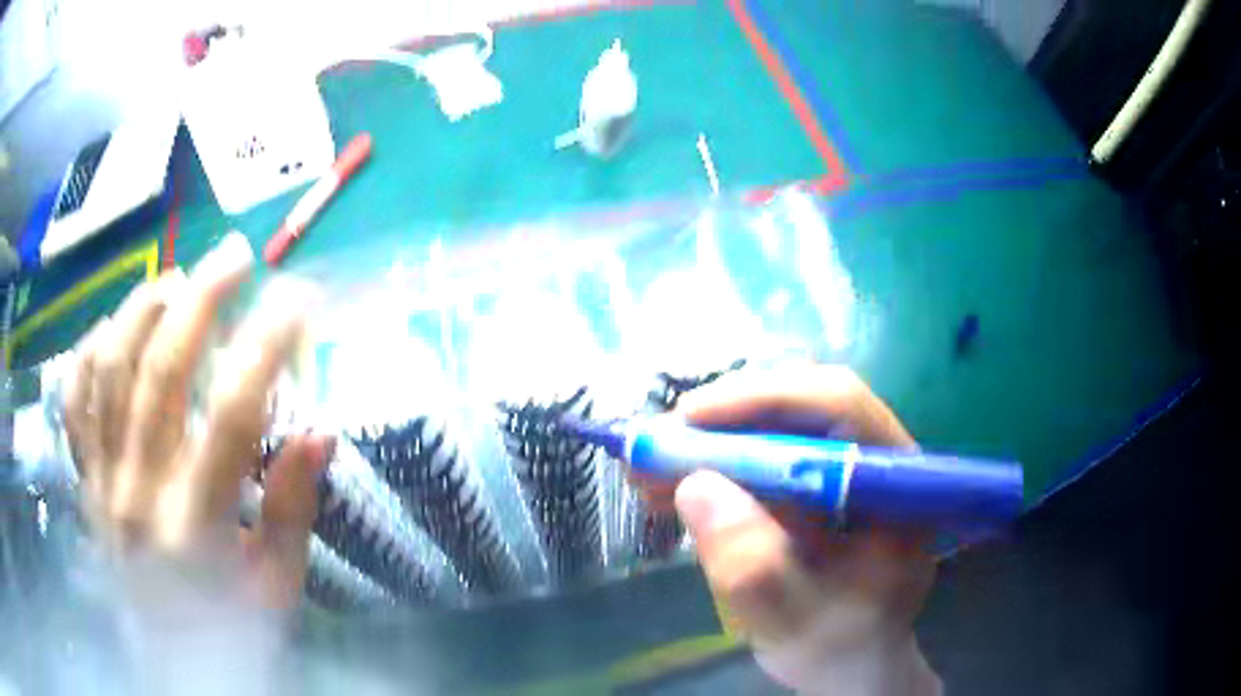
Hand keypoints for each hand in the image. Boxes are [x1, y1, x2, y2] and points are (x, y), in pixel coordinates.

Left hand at [62, 232, 330, 609]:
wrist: (169, 664)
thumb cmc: (230, 630)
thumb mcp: (277, 588)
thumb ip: (292, 511)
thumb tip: (320, 431)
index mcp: (197, 525)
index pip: (234, 415)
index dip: (269, 346)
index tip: (300, 298)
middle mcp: (139, 489)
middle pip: (162, 370)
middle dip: (203, 298)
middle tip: (236, 256)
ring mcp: (102, 479)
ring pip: (110, 368)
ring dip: (143, 308)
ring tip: (176, 280)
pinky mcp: (84, 478)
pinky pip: (75, 399)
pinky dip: (89, 351)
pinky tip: (113, 327)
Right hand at [672, 365, 941, 695]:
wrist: (849, 660)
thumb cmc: (837, 645)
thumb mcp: (794, 620)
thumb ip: (754, 565)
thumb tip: (694, 485)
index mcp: (896, 483)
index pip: (841, 407)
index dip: (765, 400)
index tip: (690, 418)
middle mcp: (874, 460)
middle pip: (803, 407)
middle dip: (726, 420)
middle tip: (660, 443)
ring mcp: (844, 470)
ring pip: (777, 426)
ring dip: (711, 443)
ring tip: (651, 469)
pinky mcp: (815, 485)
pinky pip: (762, 457)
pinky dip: (713, 467)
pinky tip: (671, 486)